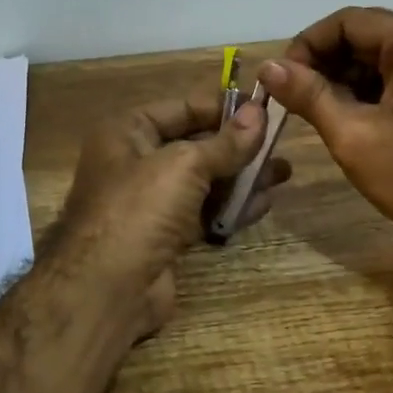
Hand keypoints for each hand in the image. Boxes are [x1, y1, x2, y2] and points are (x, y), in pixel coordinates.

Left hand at [51, 93, 291, 334]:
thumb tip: (258, 113)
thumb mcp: (185, 164)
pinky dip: (231, 207)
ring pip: (203, 181)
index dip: (222, 106)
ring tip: (283, 173)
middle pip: (195, 145)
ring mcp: (150, 202)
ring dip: (241, 177)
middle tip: (280, 142)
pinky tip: (263, 203)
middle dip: (238, 145)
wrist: (108, 287)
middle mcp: (135, 162)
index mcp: (127, 132)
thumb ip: (226, 142)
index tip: (263, 107)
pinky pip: (203, 212)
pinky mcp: (165, 236)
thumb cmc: (140, 208)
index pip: (181, 108)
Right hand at [259, 7, 392, 263]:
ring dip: (340, 79)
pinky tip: (340, 116)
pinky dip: (364, 91)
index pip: (347, 22)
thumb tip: (267, 67)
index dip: (306, 46)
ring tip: (310, 110)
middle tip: (290, 98)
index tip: (280, 80)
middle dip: (322, 63)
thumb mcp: (354, 136)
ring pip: (376, 57)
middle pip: (363, 35)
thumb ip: (309, 95)